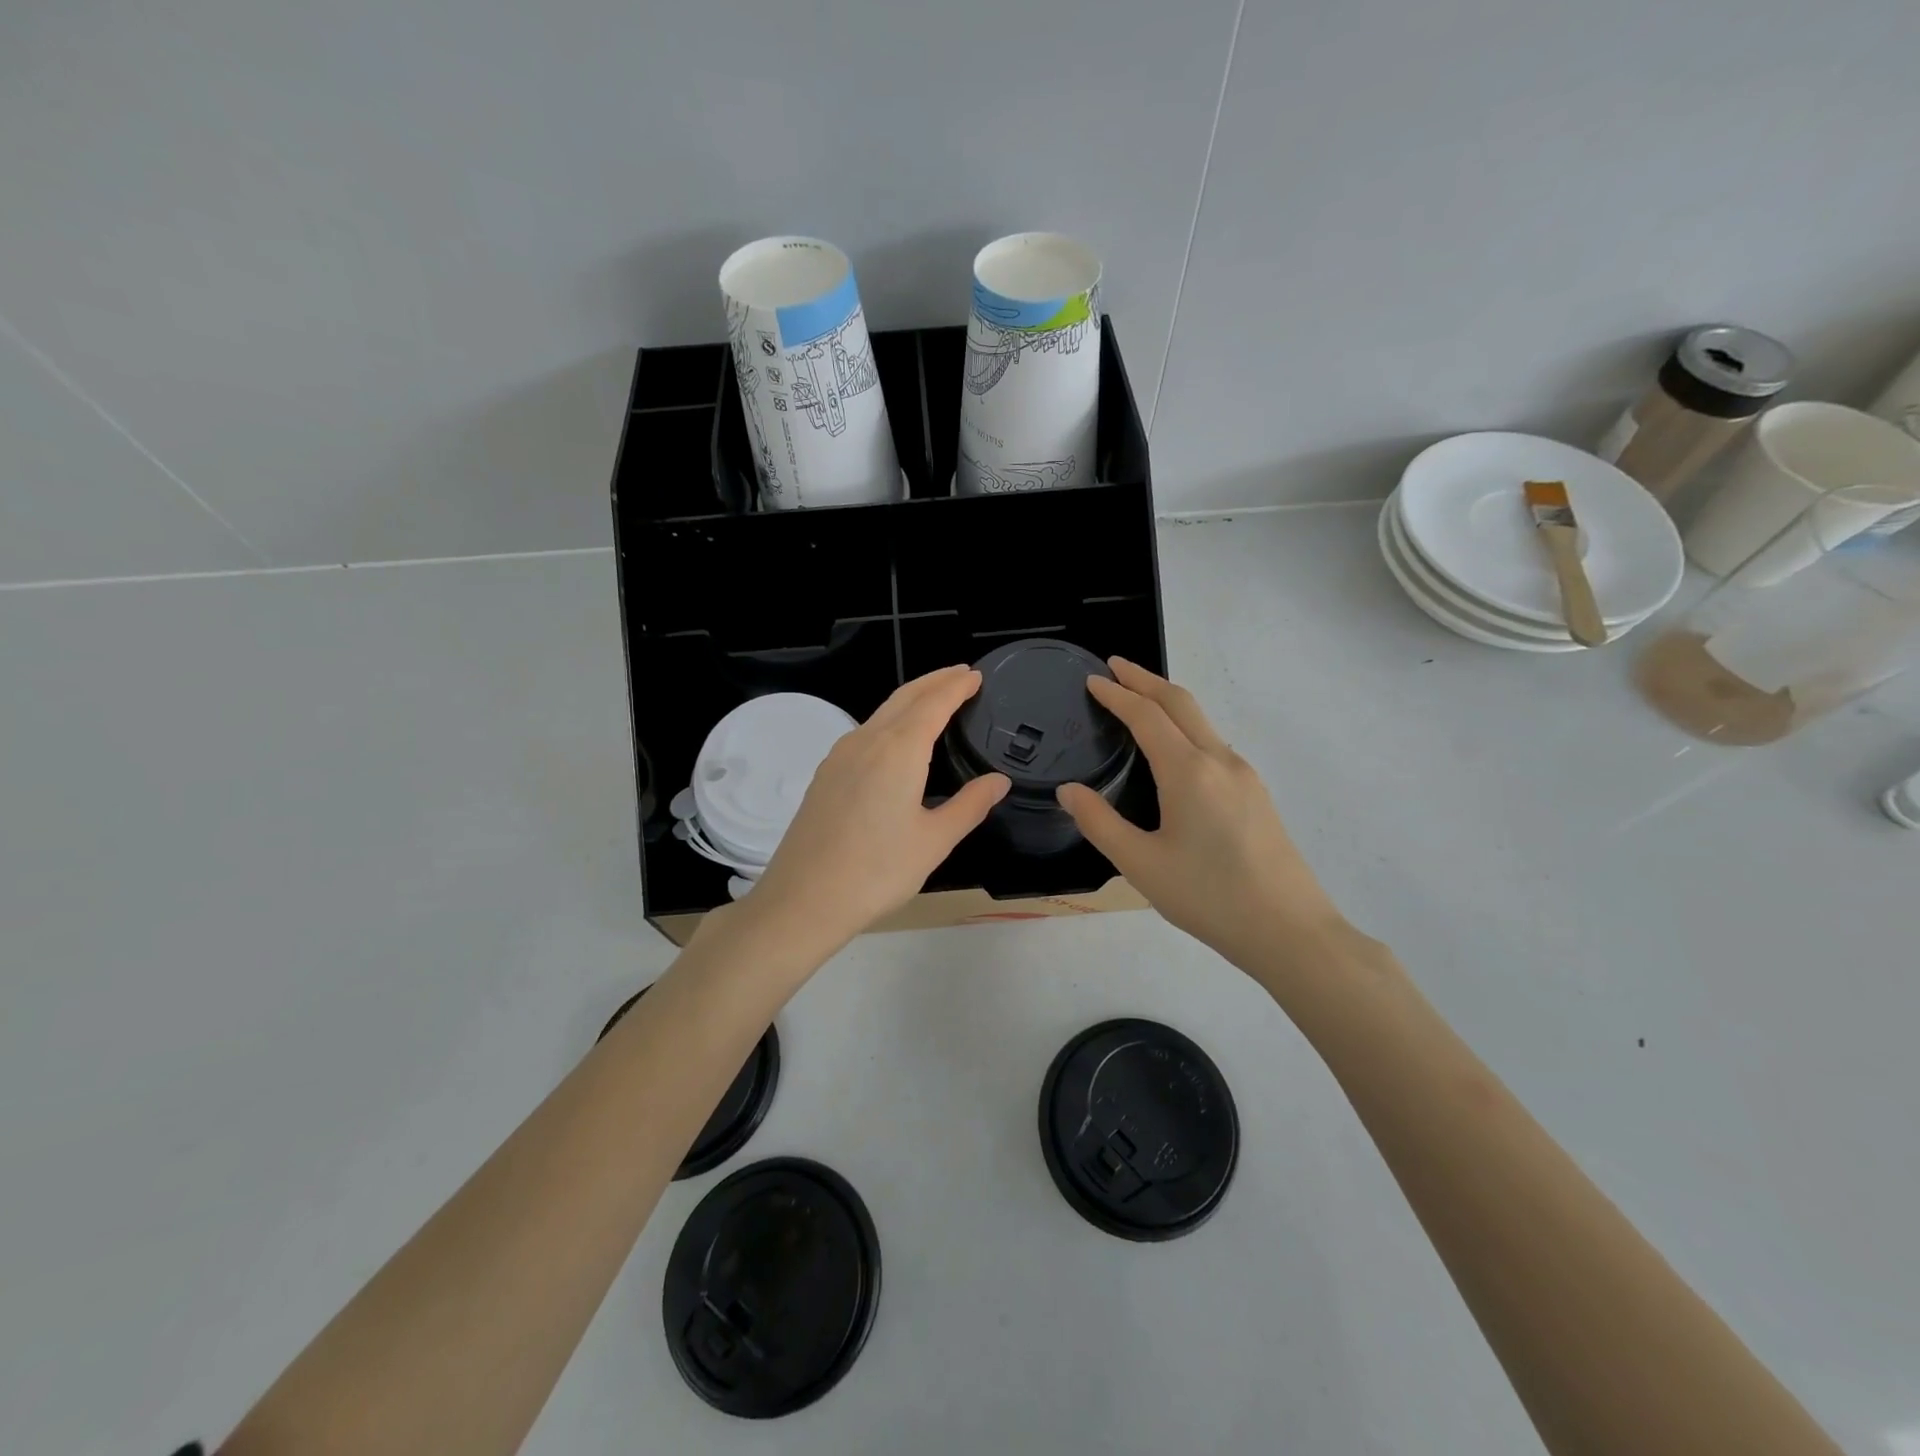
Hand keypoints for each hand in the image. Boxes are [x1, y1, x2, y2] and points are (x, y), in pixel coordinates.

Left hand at [742, 666, 1009, 952]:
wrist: (803, 899)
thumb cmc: (877, 871)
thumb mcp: (934, 841)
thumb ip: (969, 805)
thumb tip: (999, 781)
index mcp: (898, 751)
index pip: (933, 703)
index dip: (956, 686)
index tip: (975, 675)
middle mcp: (866, 741)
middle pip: (904, 697)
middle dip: (934, 681)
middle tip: (960, 675)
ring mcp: (840, 756)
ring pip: (881, 713)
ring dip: (911, 699)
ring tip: (935, 700)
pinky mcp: (826, 774)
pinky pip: (865, 732)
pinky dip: (890, 720)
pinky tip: (896, 739)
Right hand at [1056, 658, 1347, 975]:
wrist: (1291, 931)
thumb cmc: (1209, 897)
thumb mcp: (1141, 865)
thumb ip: (1099, 823)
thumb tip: (1069, 790)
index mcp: (1188, 771)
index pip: (1146, 716)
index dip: (1117, 694)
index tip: (1093, 679)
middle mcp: (1220, 761)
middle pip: (1181, 703)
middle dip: (1145, 680)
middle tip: (1115, 667)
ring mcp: (1244, 776)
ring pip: (1202, 722)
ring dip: (1168, 703)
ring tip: (1138, 702)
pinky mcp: (1256, 794)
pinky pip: (1214, 744)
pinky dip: (1186, 728)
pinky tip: (1174, 750)